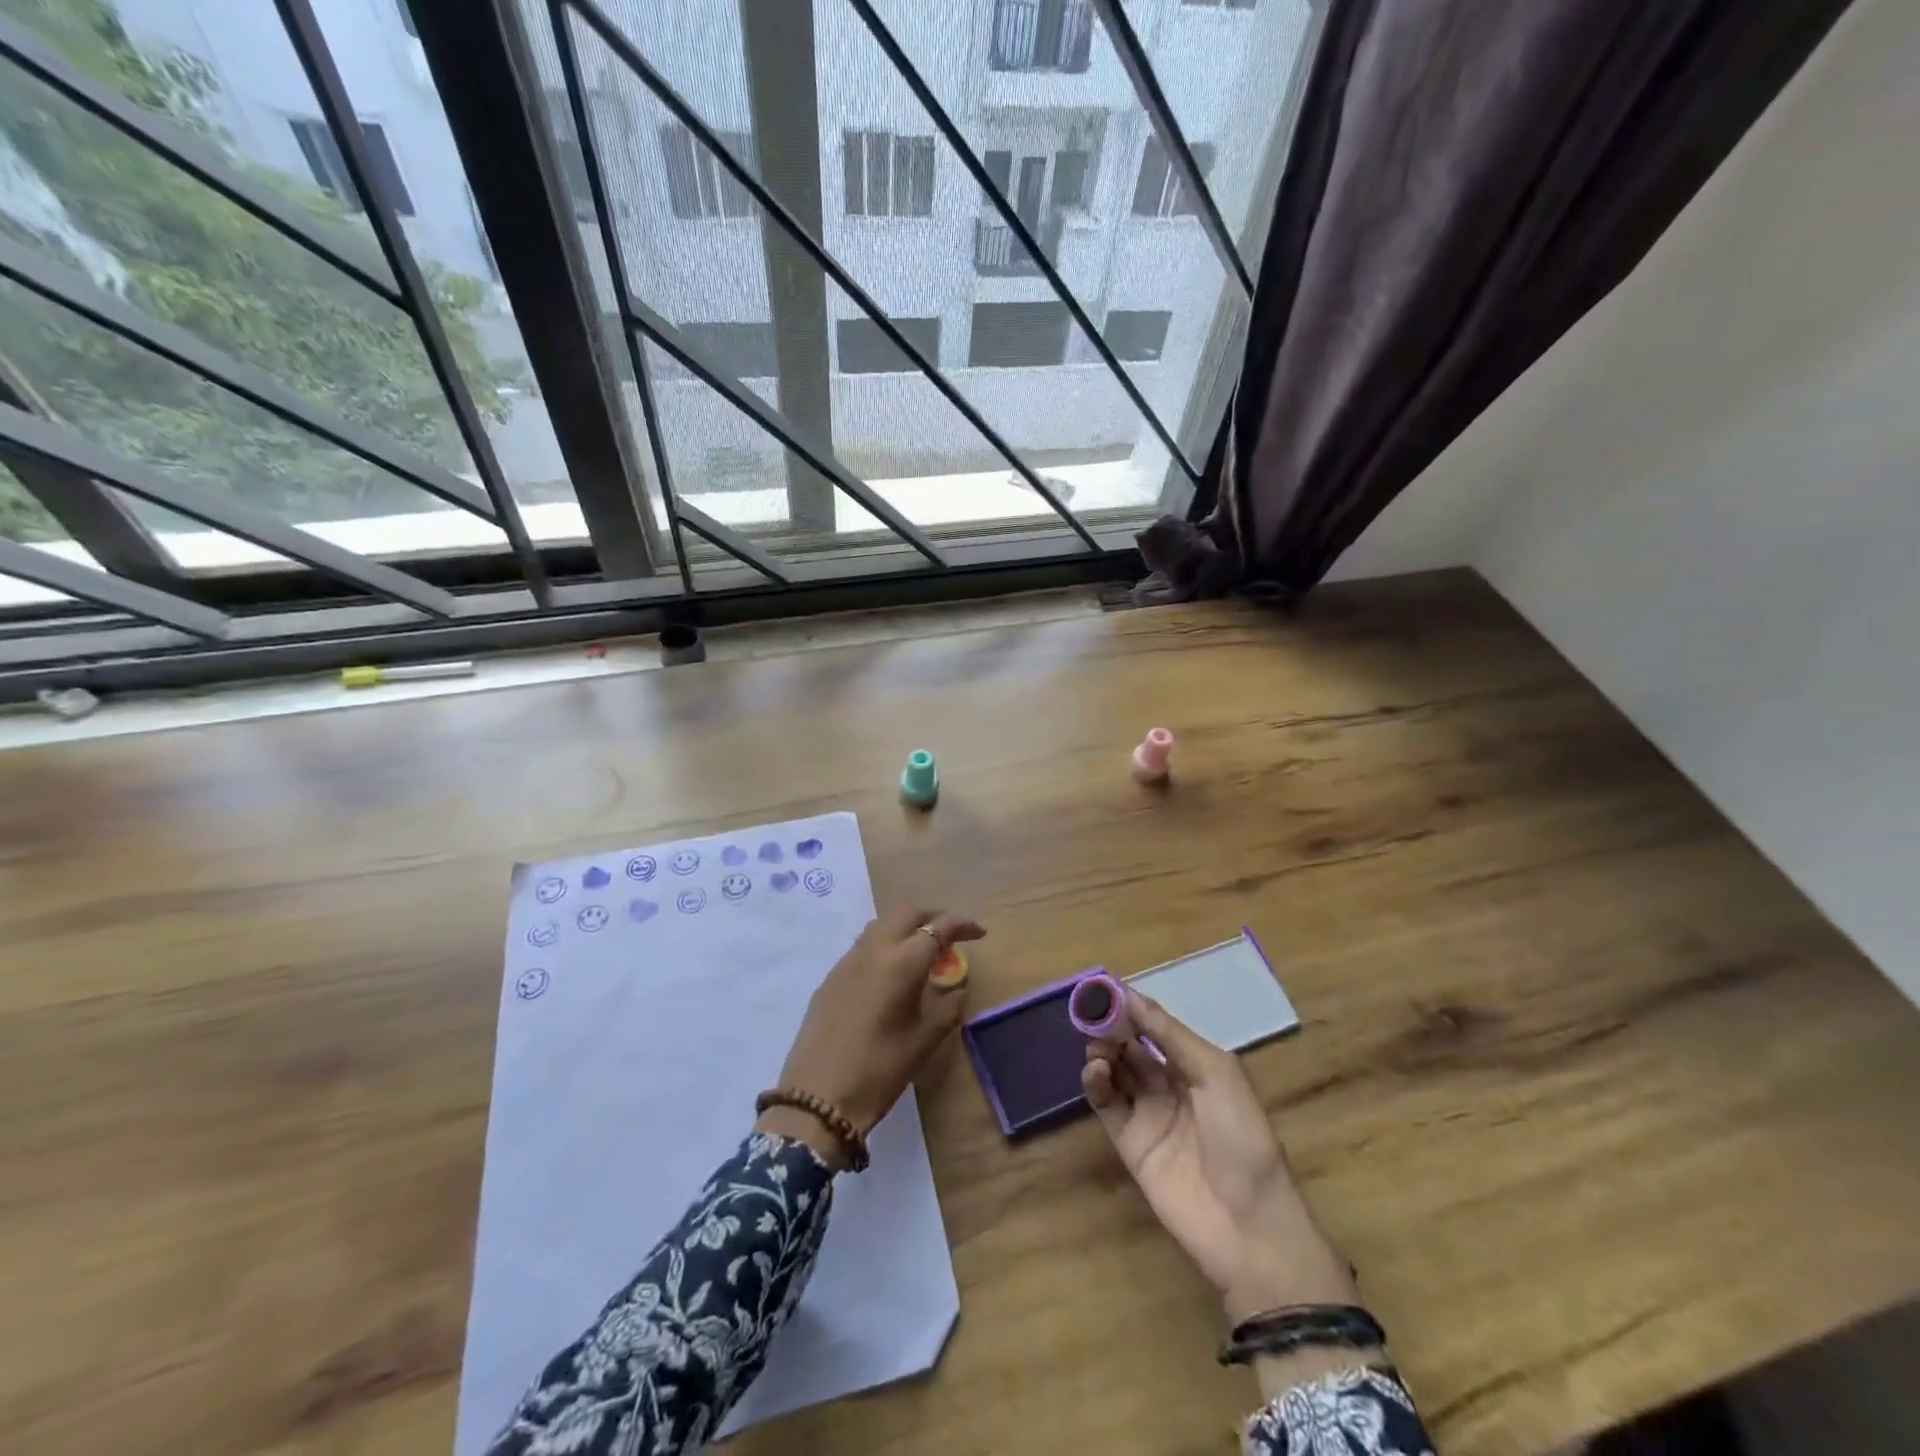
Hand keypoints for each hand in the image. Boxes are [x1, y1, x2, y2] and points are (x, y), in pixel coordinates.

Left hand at [760, 906, 984, 1166]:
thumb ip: (948, 1007)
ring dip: (906, 927)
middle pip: (907, 913)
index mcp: (902, 963)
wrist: (817, 1098)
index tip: (980, 933)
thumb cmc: (879, 1070)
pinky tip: (891, 973)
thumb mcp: (924, 1041)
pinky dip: (885, 944)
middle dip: (933, 916)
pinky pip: (864, 945)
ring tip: (923, 952)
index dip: (962, 924)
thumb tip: (957, 987)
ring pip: (882, 924)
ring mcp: (847, 960)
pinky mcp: (831, 976)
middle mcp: (874, 950)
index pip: (939, 927)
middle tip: (951, 935)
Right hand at [1083, 991, 1358, 1322]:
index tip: (1103, 988)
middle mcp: (1169, 1084)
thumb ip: (1170, 1035)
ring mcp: (1148, 1113)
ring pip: (1114, 1070)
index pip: (1155, 1026)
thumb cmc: (1243, 1138)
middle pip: (1130, 1045)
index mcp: (1196, 1065)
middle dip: (1111, 1026)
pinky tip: (1095, 1071)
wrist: (1250, 1226)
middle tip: (1091, 1014)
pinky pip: (1106, 1104)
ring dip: (1102, 1051)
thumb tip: (1129, 995)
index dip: (1131, 1007)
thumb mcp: (1216, 1074)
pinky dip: (1096, 1083)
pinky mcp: (1129, 1142)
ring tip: (1097, 1048)